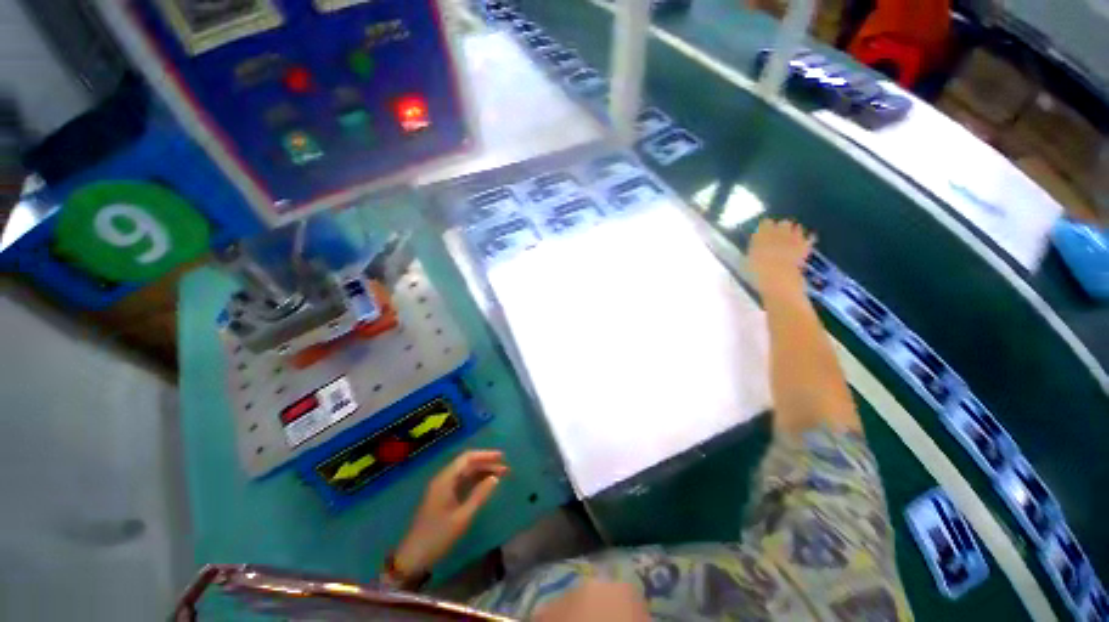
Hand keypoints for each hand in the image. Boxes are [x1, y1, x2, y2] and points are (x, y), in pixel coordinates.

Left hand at [394, 450, 507, 577]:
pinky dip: (475, 481)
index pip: (467, 458)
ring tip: (500, 476)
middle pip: (467, 464)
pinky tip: (486, 485)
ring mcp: (441, 488)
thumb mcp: (462, 517)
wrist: (413, 558)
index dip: (486, 455)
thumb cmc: (438, 536)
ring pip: (465, 473)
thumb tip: (496, 477)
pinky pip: (461, 482)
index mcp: (445, 479)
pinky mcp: (442, 498)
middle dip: (486, 464)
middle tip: (505, 468)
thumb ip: (480, 495)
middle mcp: (443, 479)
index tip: (502, 457)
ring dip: (482, 472)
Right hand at [748, 219, 814, 296]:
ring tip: (789, 241)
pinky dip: (807, 240)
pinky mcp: (806, 248)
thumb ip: (751, 252)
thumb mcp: (746, 262)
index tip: (760, 234)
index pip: (765, 223)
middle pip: (784, 223)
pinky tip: (804, 245)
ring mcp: (795, 239)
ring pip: (797, 228)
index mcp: (762, 234)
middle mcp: (780, 232)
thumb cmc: (756, 272)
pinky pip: (809, 239)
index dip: (763, 228)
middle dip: (781, 228)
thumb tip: (752, 249)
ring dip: (794, 233)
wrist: (779, 281)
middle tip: (776, 238)